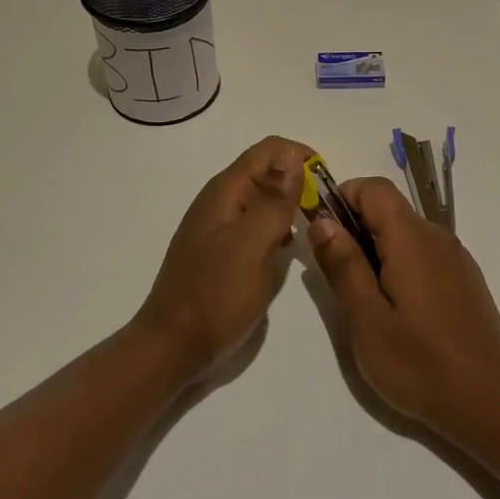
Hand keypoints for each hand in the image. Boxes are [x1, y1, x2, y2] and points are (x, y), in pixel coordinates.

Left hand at [134, 136, 311, 380]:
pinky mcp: (220, 250)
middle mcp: (220, 200)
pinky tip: (286, 250)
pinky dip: (275, 227)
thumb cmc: (216, 296)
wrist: (172, 348)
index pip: (270, 150)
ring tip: (313, 229)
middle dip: (298, 182)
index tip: (327, 184)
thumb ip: (273, 201)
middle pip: (266, 171)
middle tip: (324, 212)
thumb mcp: (252, 246)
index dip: (301, 157)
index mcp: (226, 191)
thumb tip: (292, 154)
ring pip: (262, 199)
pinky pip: (254, 224)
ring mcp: (218, 226)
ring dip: (289, 205)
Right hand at [306, 177, 499, 442]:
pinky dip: (401, 266)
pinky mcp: (466, 280)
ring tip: (366, 301)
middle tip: (339, 279)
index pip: (374, 187)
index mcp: (412, 238)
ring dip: (378, 250)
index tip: (323, 234)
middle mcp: (438, 237)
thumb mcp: (367, 320)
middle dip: (356, 229)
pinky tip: (399, 312)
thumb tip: (322, 220)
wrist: (490, 403)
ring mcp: (457, 259)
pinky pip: (425, 255)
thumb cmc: (420, 364)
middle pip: (389, 209)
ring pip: (406, 234)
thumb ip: (343, 265)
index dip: (342, 198)